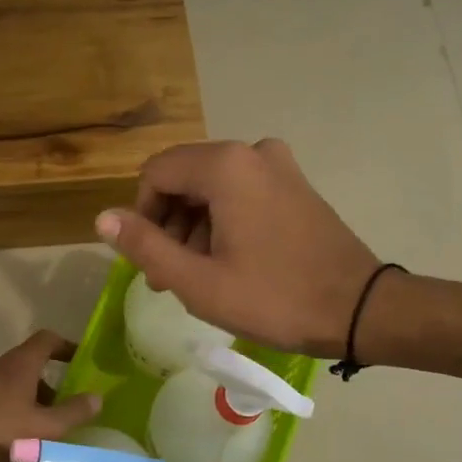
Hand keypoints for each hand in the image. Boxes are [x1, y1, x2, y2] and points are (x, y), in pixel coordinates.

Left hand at [0, 330, 103, 461]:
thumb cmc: (0, 430)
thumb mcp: (44, 427)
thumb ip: (73, 413)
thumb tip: (97, 398)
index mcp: (18, 364)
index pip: (46, 340)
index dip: (65, 346)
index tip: (78, 359)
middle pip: (27, 372)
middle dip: (45, 394)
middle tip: (57, 418)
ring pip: (7, 395)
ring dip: (24, 416)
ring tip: (34, 450)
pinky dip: (3, 429)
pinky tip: (7, 461)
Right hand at [96, 139, 381, 358]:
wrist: (360, 310)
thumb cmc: (274, 298)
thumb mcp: (198, 281)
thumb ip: (145, 246)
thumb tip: (101, 218)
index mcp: (225, 166)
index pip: (155, 174)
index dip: (141, 217)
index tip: (151, 262)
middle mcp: (251, 152)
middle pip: (183, 178)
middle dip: (168, 225)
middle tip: (170, 278)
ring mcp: (279, 165)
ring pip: (211, 188)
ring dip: (194, 228)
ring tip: (200, 277)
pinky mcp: (295, 184)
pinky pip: (240, 192)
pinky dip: (223, 222)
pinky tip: (230, 262)